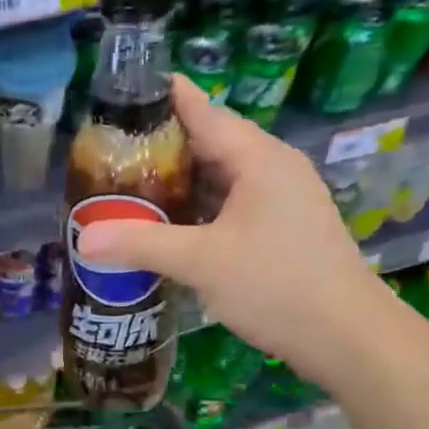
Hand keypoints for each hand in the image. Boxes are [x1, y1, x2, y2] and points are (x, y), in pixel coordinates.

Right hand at [75, 75, 414, 386]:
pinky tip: (166, 224)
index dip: (162, 98)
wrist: (346, 336)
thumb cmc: (276, 285)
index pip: (203, 110)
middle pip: (208, 142)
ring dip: (177, 180)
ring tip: (127, 185)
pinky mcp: (280, 228)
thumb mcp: (202, 262)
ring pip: (219, 176)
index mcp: (258, 158)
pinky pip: (228, 203)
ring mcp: (279, 199)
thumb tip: (83, 239)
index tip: (120, 92)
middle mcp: (271, 168)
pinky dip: (196, 208)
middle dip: (159, 145)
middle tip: (108, 151)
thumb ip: (141, 244)